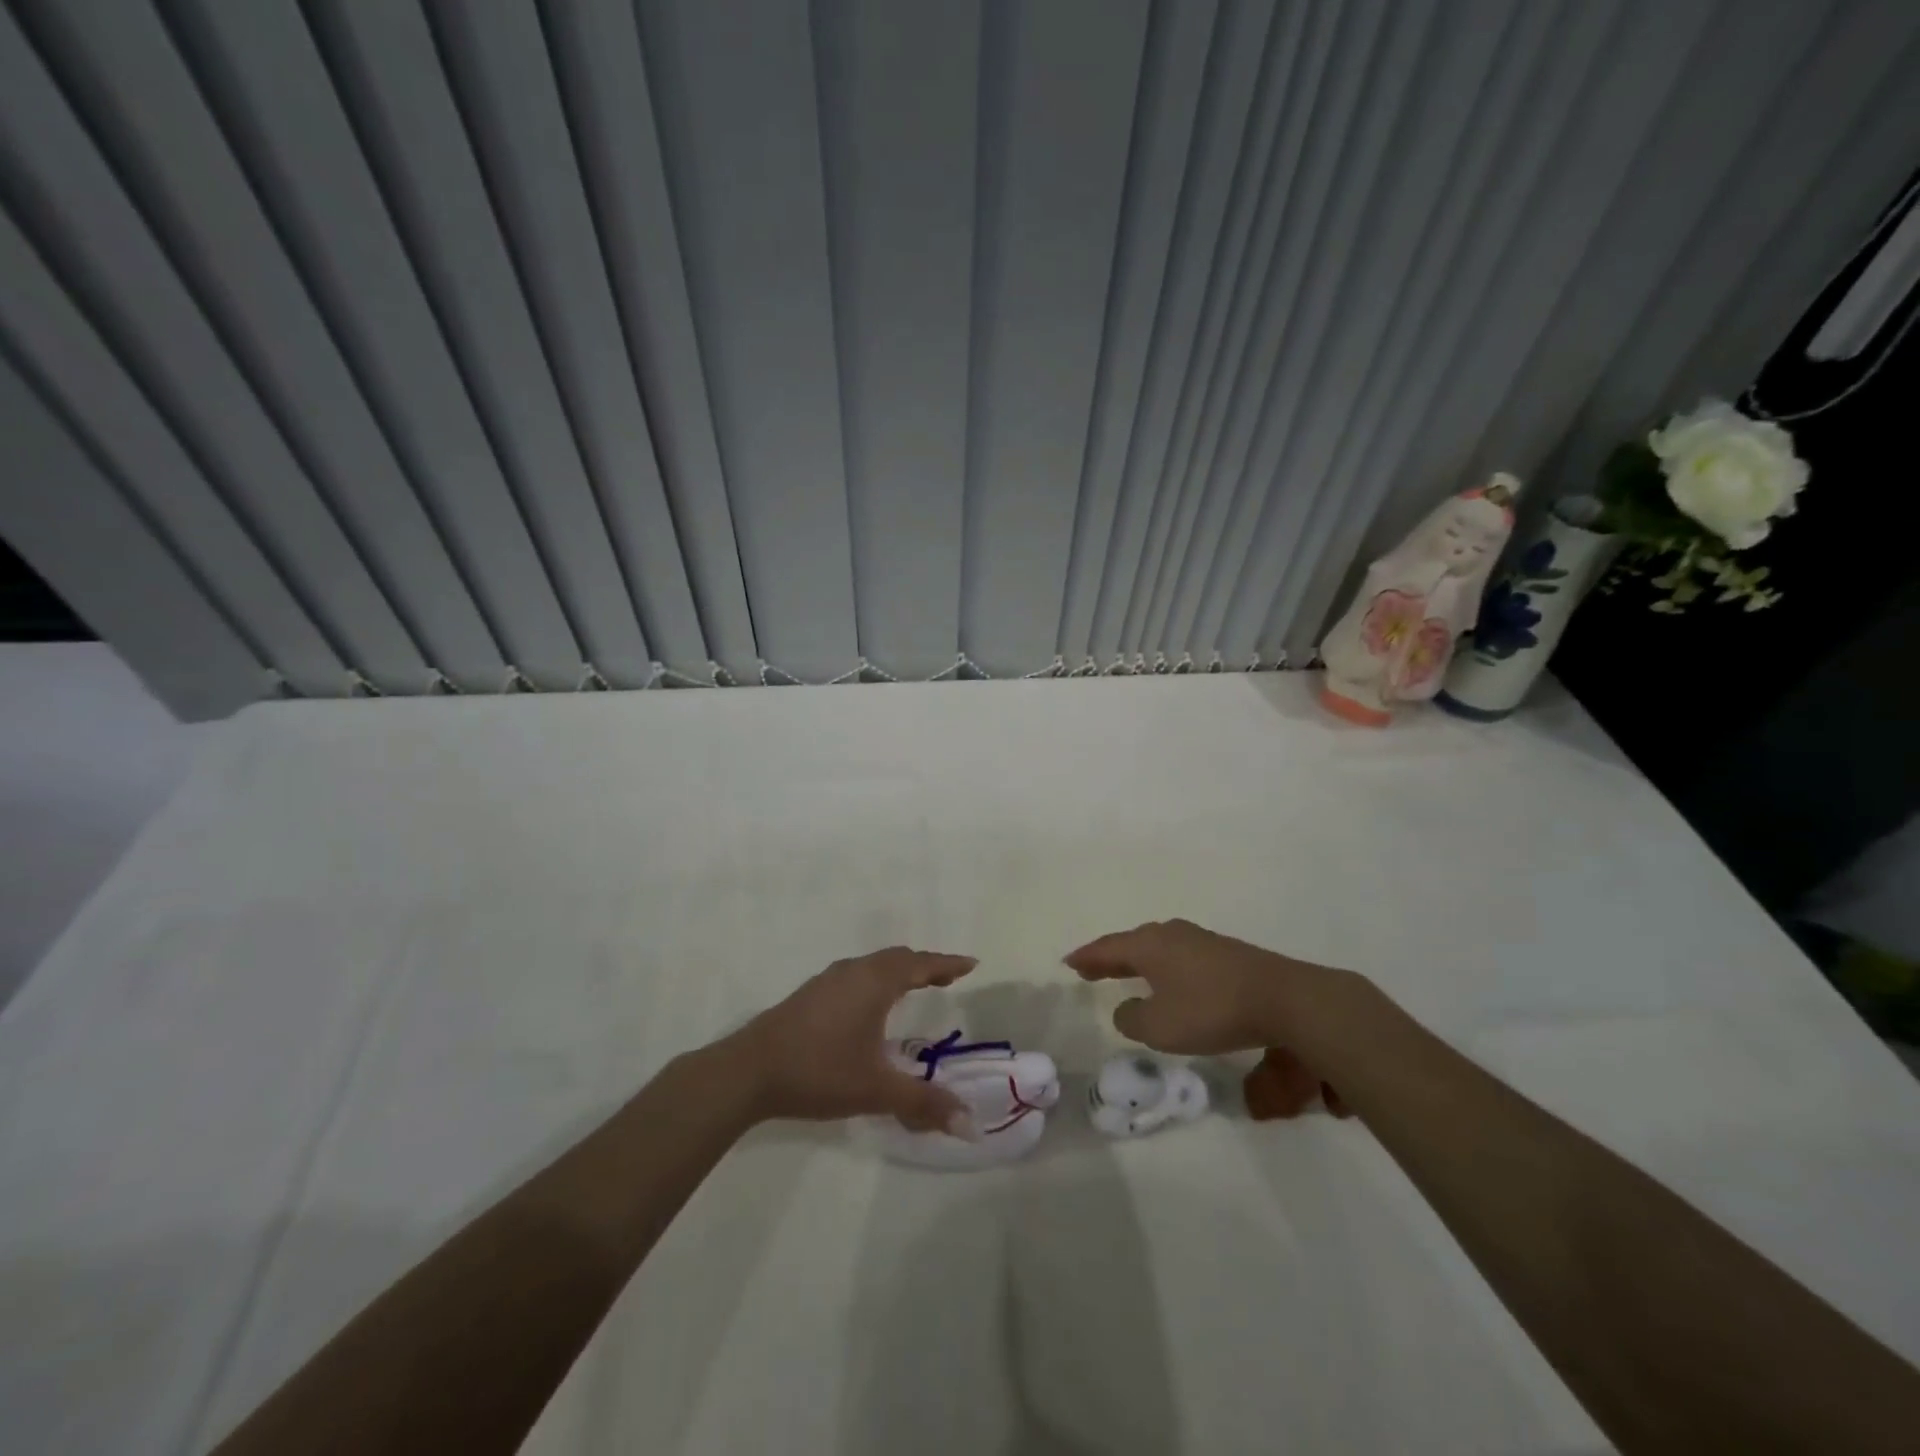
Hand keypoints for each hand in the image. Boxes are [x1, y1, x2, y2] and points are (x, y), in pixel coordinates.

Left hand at [720, 947, 977, 1133]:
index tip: (971, 964)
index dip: (947, 964)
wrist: (748, 1071)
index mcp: (874, 983)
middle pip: (897, 958)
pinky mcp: (810, 994)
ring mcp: (828, 980)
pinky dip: (877, 980)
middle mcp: (853, 972)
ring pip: (873, 965)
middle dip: (925, 965)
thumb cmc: (819, 1071)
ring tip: (914, 987)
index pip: (920, 964)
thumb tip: (969, 1123)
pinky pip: (857, 975)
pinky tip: (870, 1005)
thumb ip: (923, 1103)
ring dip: (898, 971)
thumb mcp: (875, 1089)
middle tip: (947, 978)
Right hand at [1064, 918, 1339, 1054]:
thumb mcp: (1160, 1027)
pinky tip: (1173, 981)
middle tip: (1094, 968)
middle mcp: (1171, 935)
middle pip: (1132, 943)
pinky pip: (1180, 957)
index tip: (1069, 962)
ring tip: (1130, 974)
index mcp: (1149, 946)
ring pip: (1159, 948)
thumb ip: (1133, 1020)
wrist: (1282, 998)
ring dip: (1140, 962)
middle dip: (1112, 957)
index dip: (1087, 958)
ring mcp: (1200, 941)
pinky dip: (1165, 968)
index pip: (1108, 949)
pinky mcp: (1225, 954)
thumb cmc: (1211, 1010)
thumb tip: (1127, 1011)